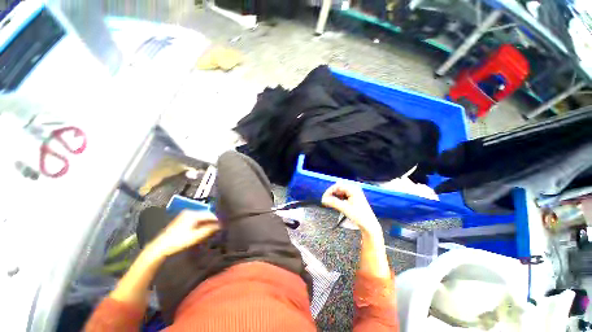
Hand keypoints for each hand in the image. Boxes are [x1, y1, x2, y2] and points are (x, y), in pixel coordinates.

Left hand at [148, 210, 219, 258]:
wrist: (160, 246)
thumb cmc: (179, 241)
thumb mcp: (196, 236)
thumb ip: (208, 229)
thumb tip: (220, 225)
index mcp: (193, 214)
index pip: (210, 214)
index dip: (217, 219)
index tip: (223, 224)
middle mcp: (190, 211)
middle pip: (206, 214)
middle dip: (213, 220)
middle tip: (219, 227)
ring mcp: (185, 215)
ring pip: (201, 216)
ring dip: (207, 221)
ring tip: (213, 228)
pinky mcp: (182, 219)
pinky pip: (196, 218)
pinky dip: (202, 222)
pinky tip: (203, 228)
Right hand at [322, 182, 380, 235]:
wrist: (369, 225)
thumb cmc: (359, 216)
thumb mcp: (344, 208)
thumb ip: (333, 202)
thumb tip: (323, 199)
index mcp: (353, 189)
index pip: (337, 186)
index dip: (329, 191)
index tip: (324, 198)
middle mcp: (354, 188)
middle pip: (338, 188)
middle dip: (331, 194)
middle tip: (325, 201)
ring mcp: (354, 193)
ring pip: (340, 192)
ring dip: (334, 196)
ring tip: (330, 203)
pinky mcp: (354, 197)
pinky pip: (343, 195)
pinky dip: (338, 199)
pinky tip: (336, 203)